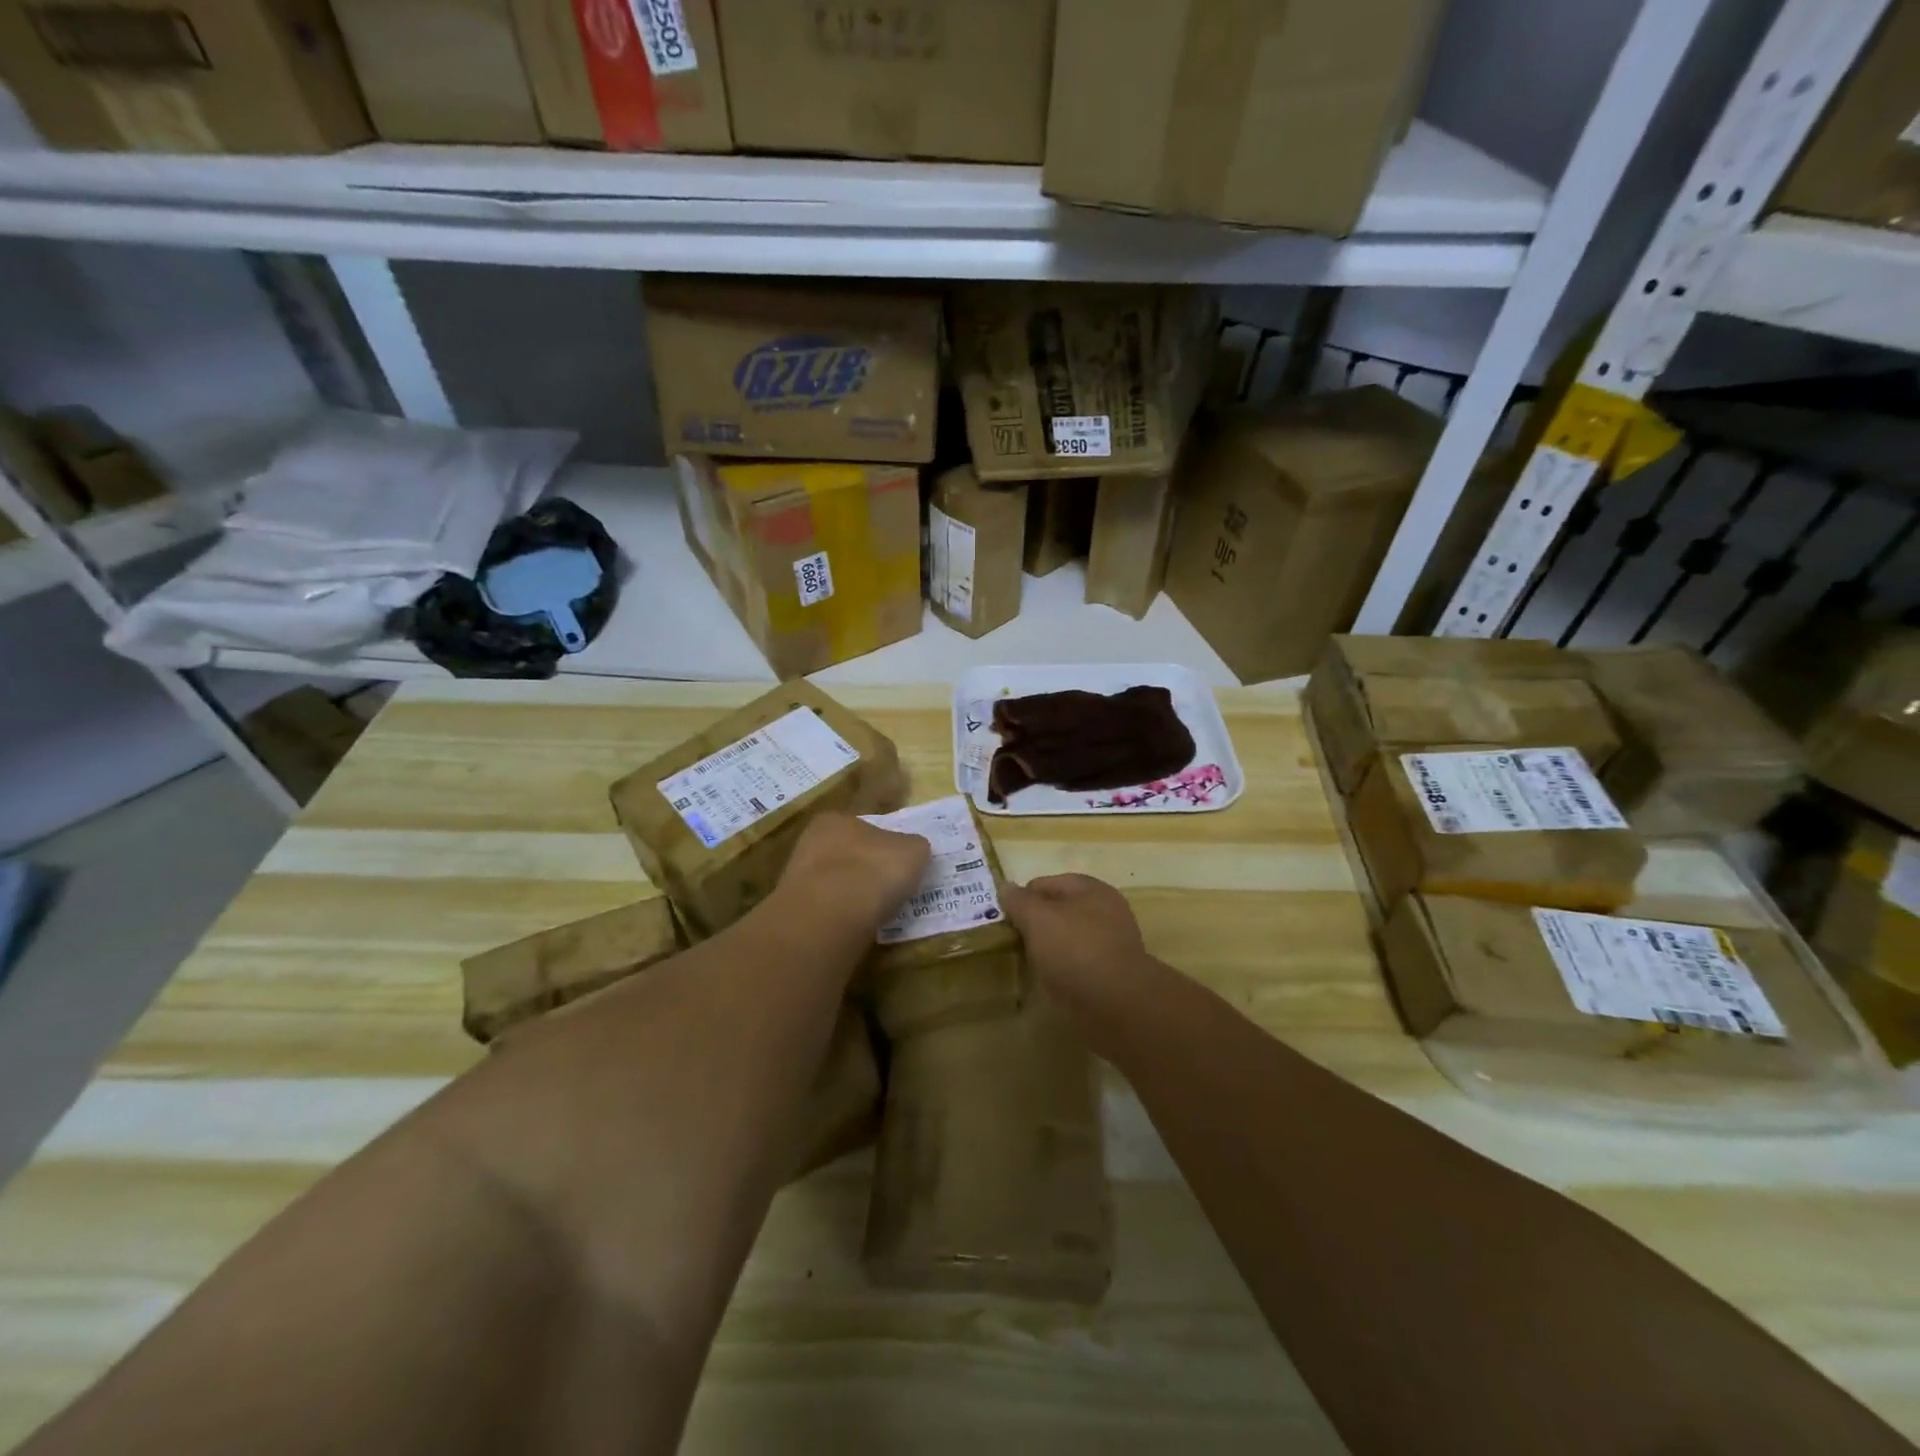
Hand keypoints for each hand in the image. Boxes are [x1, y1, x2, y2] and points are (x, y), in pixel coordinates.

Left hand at [777, 812, 931, 931]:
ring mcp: (799, 879)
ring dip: (854, 895)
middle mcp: (811, 842)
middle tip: (892, 888)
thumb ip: (915, 846)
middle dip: (867, 869)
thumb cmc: (874, 870)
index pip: (864, 826)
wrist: (832, 917)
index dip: (884, 843)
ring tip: (879, 912)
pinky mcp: (797, 912)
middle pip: (848, 854)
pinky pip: (829, 910)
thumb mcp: (914, 851)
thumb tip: (913, 851)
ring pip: (836, 883)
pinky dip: (844, 917)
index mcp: (836, 819)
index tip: (899, 862)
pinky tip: (861, 926)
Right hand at [1002, 874, 1151, 1016]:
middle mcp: (1106, 910)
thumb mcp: (1038, 919)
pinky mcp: (1113, 973)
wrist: (1118, 1004)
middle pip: (1059, 910)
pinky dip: (1065, 970)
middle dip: (1037, 924)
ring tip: (1030, 964)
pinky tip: (1052, 982)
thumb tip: (1005, 887)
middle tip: (1015, 943)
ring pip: (1069, 938)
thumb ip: (1019, 901)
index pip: (1045, 883)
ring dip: (1050, 948)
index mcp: (1091, 889)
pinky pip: (1080, 963)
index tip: (1005, 921)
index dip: (1022, 899)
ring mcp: (1112, 943)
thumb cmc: (1075, 950)